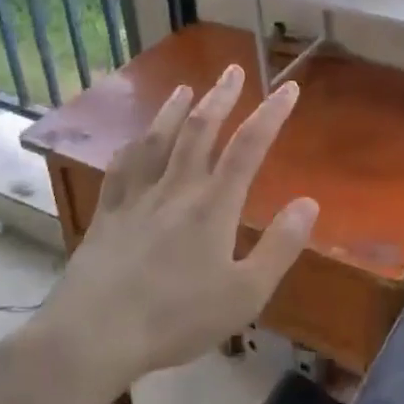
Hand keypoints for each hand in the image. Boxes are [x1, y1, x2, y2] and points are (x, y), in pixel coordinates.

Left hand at [31, 65, 317, 397]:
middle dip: (220, 97)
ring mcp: (136, 198)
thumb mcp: (245, 294)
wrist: (93, 334)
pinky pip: (122, 168)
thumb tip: (309, 203)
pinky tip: (136, 140)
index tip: (289, 87)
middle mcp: (175, 189)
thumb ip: (280, 246)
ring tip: (185, 87)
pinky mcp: (107, 213)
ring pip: (158, 140)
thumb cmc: (176, 318)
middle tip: (232, 69)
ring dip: (174, 109)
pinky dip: (134, 146)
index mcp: (213, 206)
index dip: (271, 114)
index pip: (248, 147)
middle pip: (200, 130)